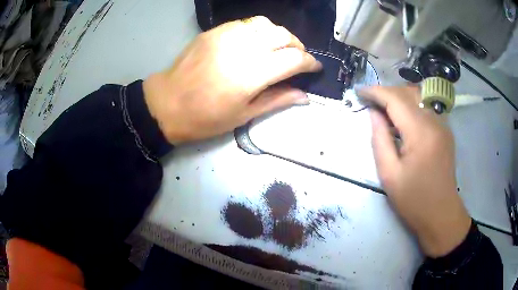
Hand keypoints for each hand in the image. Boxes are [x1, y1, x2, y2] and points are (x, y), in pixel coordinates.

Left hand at [143, 16, 321, 143]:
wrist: (167, 103)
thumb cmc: (205, 117)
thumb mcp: (244, 115)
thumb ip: (277, 100)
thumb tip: (304, 95)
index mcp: (252, 74)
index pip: (294, 59)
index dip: (309, 63)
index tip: (314, 68)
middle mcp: (243, 48)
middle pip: (284, 36)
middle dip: (298, 46)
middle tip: (297, 59)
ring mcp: (227, 35)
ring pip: (266, 24)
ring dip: (279, 35)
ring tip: (279, 48)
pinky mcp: (214, 31)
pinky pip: (245, 23)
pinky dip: (259, 30)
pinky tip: (256, 42)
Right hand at [359, 86, 471, 257]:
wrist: (441, 214)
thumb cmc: (414, 200)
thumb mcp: (389, 174)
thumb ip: (380, 139)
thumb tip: (374, 113)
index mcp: (421, 133)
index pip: (396, 99)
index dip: (376, 92)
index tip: (359, 92)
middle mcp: (435, 121)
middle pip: (408, 92)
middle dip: (387, 92)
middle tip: (370, 102)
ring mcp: (443, 125)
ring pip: (419, 97)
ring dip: (399, 97)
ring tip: (385, 110)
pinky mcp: (445, 131)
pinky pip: (426, 108)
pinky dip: (411, 106)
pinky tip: (403, 121)